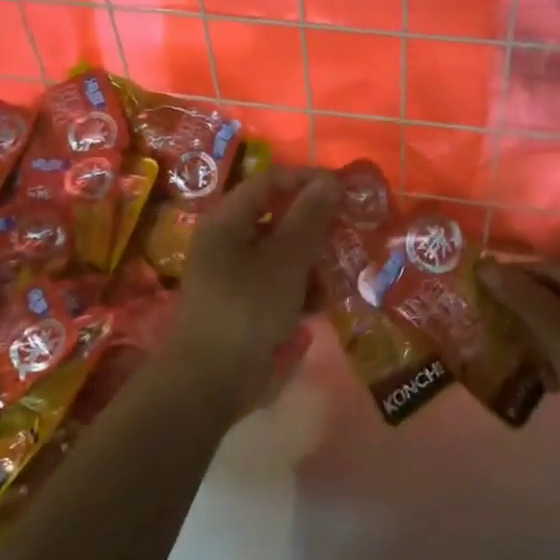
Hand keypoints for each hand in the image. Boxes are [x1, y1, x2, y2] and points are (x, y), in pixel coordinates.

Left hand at [166, 168, 339, 397]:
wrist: (211, 380)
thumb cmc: (248, 308)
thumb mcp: (286, 259)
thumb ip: (309, 217)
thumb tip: (330, 181)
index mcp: (227, 220)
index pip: (271, 180)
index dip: (308, 179)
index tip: (345, 189)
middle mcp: (226, 240)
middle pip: (276, 216)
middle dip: (315, 224)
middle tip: (349, 230)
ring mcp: (232, 273)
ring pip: (280, 251)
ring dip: (312, 258)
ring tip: (341, 270)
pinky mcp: (242, 303)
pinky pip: (276, 281)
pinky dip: (299, 286)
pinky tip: (321, 302)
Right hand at [480, 262, 559, 474]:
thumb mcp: (558, 330)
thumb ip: (521, 295)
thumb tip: (484, 266)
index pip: (556, 269)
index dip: (516, 277)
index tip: (479, 286)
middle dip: (524, 308)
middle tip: (486, 314)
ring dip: (535, 334)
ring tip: (499, 341)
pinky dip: (554, 355)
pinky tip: (532, 371)